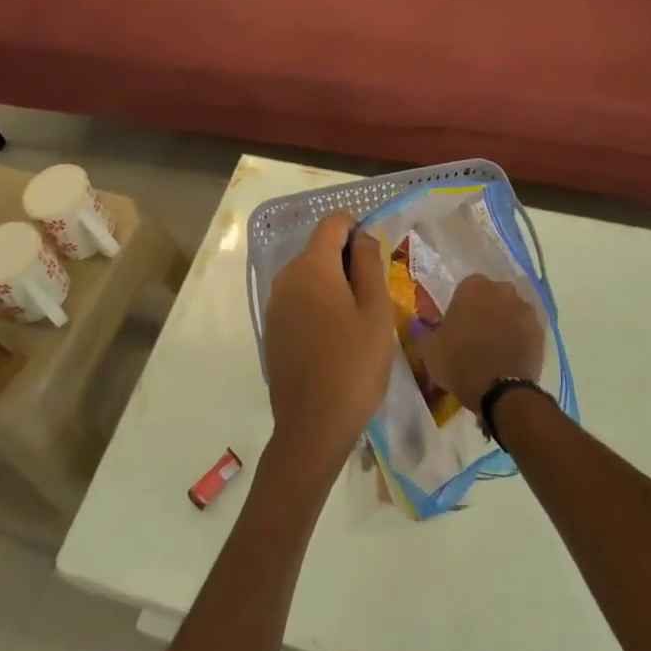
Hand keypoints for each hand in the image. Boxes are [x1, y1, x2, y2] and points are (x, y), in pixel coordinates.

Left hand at [262, 215, 395, 478]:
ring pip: (309, 275)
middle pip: (319, 248)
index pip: (333, 224)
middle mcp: (286, 278)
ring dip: (334, 283)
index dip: (357, 228)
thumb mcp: (376, 311)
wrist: (312, 427)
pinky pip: (299, 299)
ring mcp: (275, 305)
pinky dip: (319, 303)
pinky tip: (337, 336)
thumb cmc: (354, 365)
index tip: (377, 255)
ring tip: (360, 317)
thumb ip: (369, 264)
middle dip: (347, 259)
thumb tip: (362, 236)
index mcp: (312, 267)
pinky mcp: (273, 329)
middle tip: (375, 293)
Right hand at [420, 275, 544, 413]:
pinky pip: (526, 329)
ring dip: (505, 322)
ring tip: (496, 347)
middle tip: (476, 334)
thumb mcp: (428, 348)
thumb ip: (423, 330)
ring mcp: (525, 309)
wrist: (500, 391)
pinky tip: (511, 355)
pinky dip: (520, 337)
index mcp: (474, 287)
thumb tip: (418, 323)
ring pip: (512, 310)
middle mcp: (502, 290)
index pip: (467, 287)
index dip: (462, 305)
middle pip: (493, 295)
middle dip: (487, 309)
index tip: (457, 324)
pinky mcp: (540, 331)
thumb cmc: (459, 361)